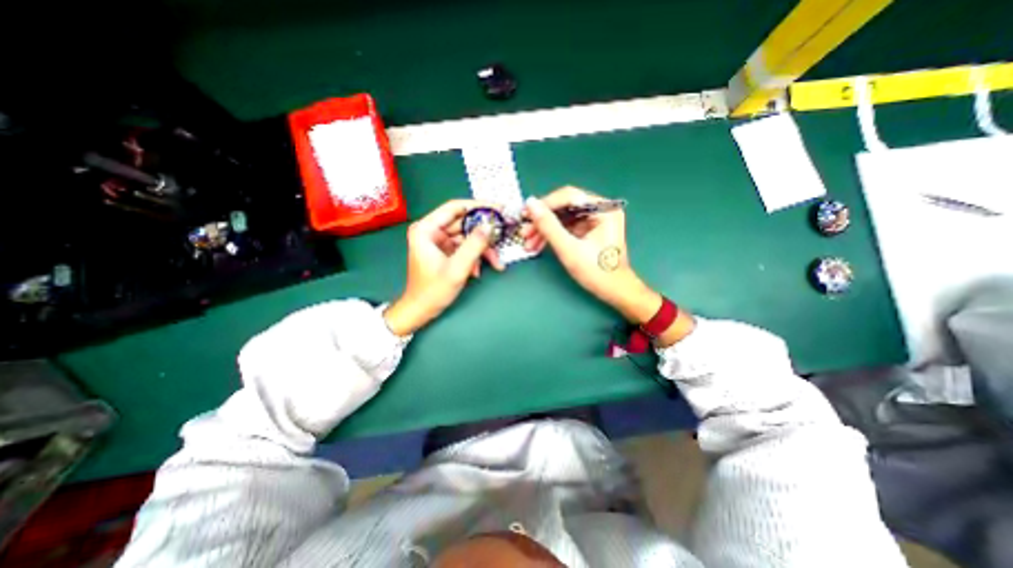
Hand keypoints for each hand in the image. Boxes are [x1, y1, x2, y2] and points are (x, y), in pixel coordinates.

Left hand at [385, 199, 502, 335]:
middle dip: (484, 233)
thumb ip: (474, 245)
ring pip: (467, 237)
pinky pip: (465, 247)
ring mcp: (439, 241)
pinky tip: (478, 270)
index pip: (455, 208)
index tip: (498, 209)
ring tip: (496, 262)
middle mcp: (432, 231)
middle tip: (503, 235)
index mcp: (426, 229)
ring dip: (482, 249)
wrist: (421, 310)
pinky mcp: (445, 251)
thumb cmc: (433, 291)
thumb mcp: (457, 268)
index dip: (478, 206)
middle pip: (464, 223)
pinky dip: (475, 257)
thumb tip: (489, 226)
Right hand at [527, 187, 662, 324]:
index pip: (569, 197)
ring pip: (563, 218)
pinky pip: (567, 227)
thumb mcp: (569, 249)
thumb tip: (530, 204)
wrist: (614, 291)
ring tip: (528, 242)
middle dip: (543, 220)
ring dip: (545, 229)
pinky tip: (538, 244)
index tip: (525, 215)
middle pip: (565, 207)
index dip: (545, 204)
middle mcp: (601, 210)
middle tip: (525, 232)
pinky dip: (553, 235)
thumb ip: (548, 226)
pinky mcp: (589, 230)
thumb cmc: (596, 272)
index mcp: (604, 209)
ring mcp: (595, 220)